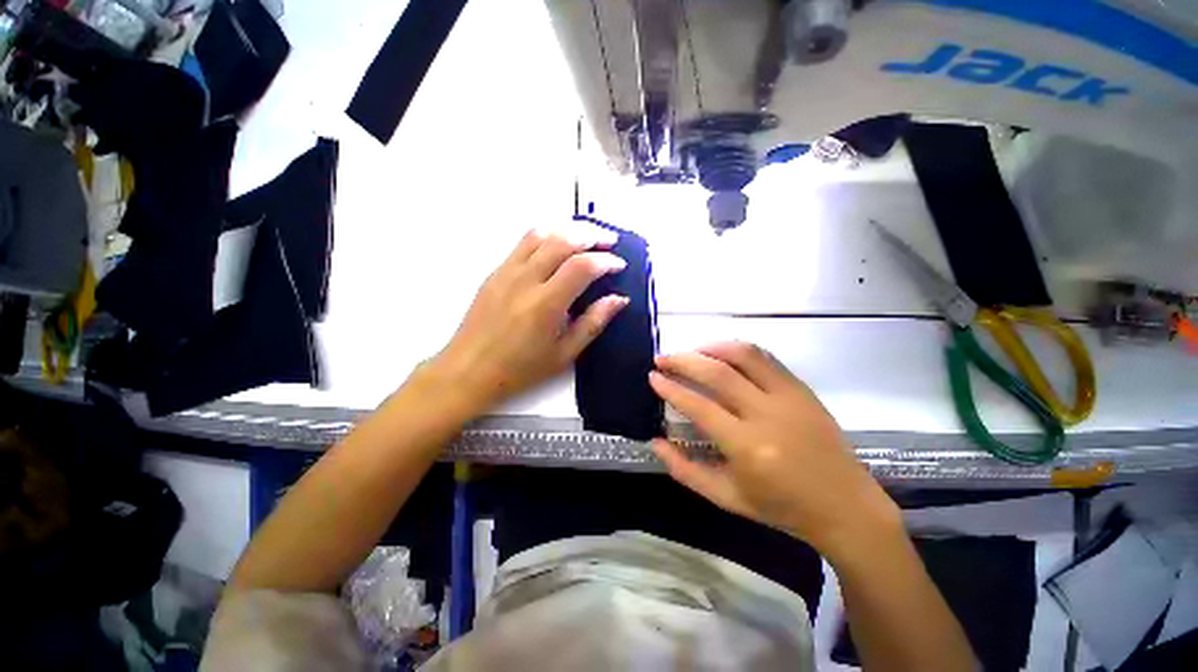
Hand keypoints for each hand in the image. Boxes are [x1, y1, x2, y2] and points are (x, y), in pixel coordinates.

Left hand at [424, 227, 628, 413]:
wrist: (468, 371)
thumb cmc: (520, 369)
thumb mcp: (564, 354)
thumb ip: (593, 323)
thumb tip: (618, 299)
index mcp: (545, 304)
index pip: (582, 266)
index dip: (606, 261)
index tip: (619, 265)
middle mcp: (525, 280)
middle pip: (563, 240)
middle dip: (592, 235)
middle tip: (610, 241)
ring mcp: (507, 272)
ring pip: (541, 234)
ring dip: (568, 229)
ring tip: (586, 237)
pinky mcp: (495, 272)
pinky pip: (523, 243)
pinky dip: (547, 237)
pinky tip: (557, 246)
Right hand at [650, 342, 900, 559]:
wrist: (845, 506)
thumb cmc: (782, 508)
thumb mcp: (727, 498)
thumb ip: (685, 470)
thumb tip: (655, 442)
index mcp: (747, 447)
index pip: (699, 406)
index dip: (671, 388)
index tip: (653, 376)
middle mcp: (767, 415)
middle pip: (717, 373)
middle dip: (684, 360)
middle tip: (663, 358)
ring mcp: (789, 398)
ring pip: (744, 356)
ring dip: (711, 348)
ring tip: (691, 351)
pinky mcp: (802, 389)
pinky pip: (766, 358)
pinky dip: (738, 350)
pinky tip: (723, 354)